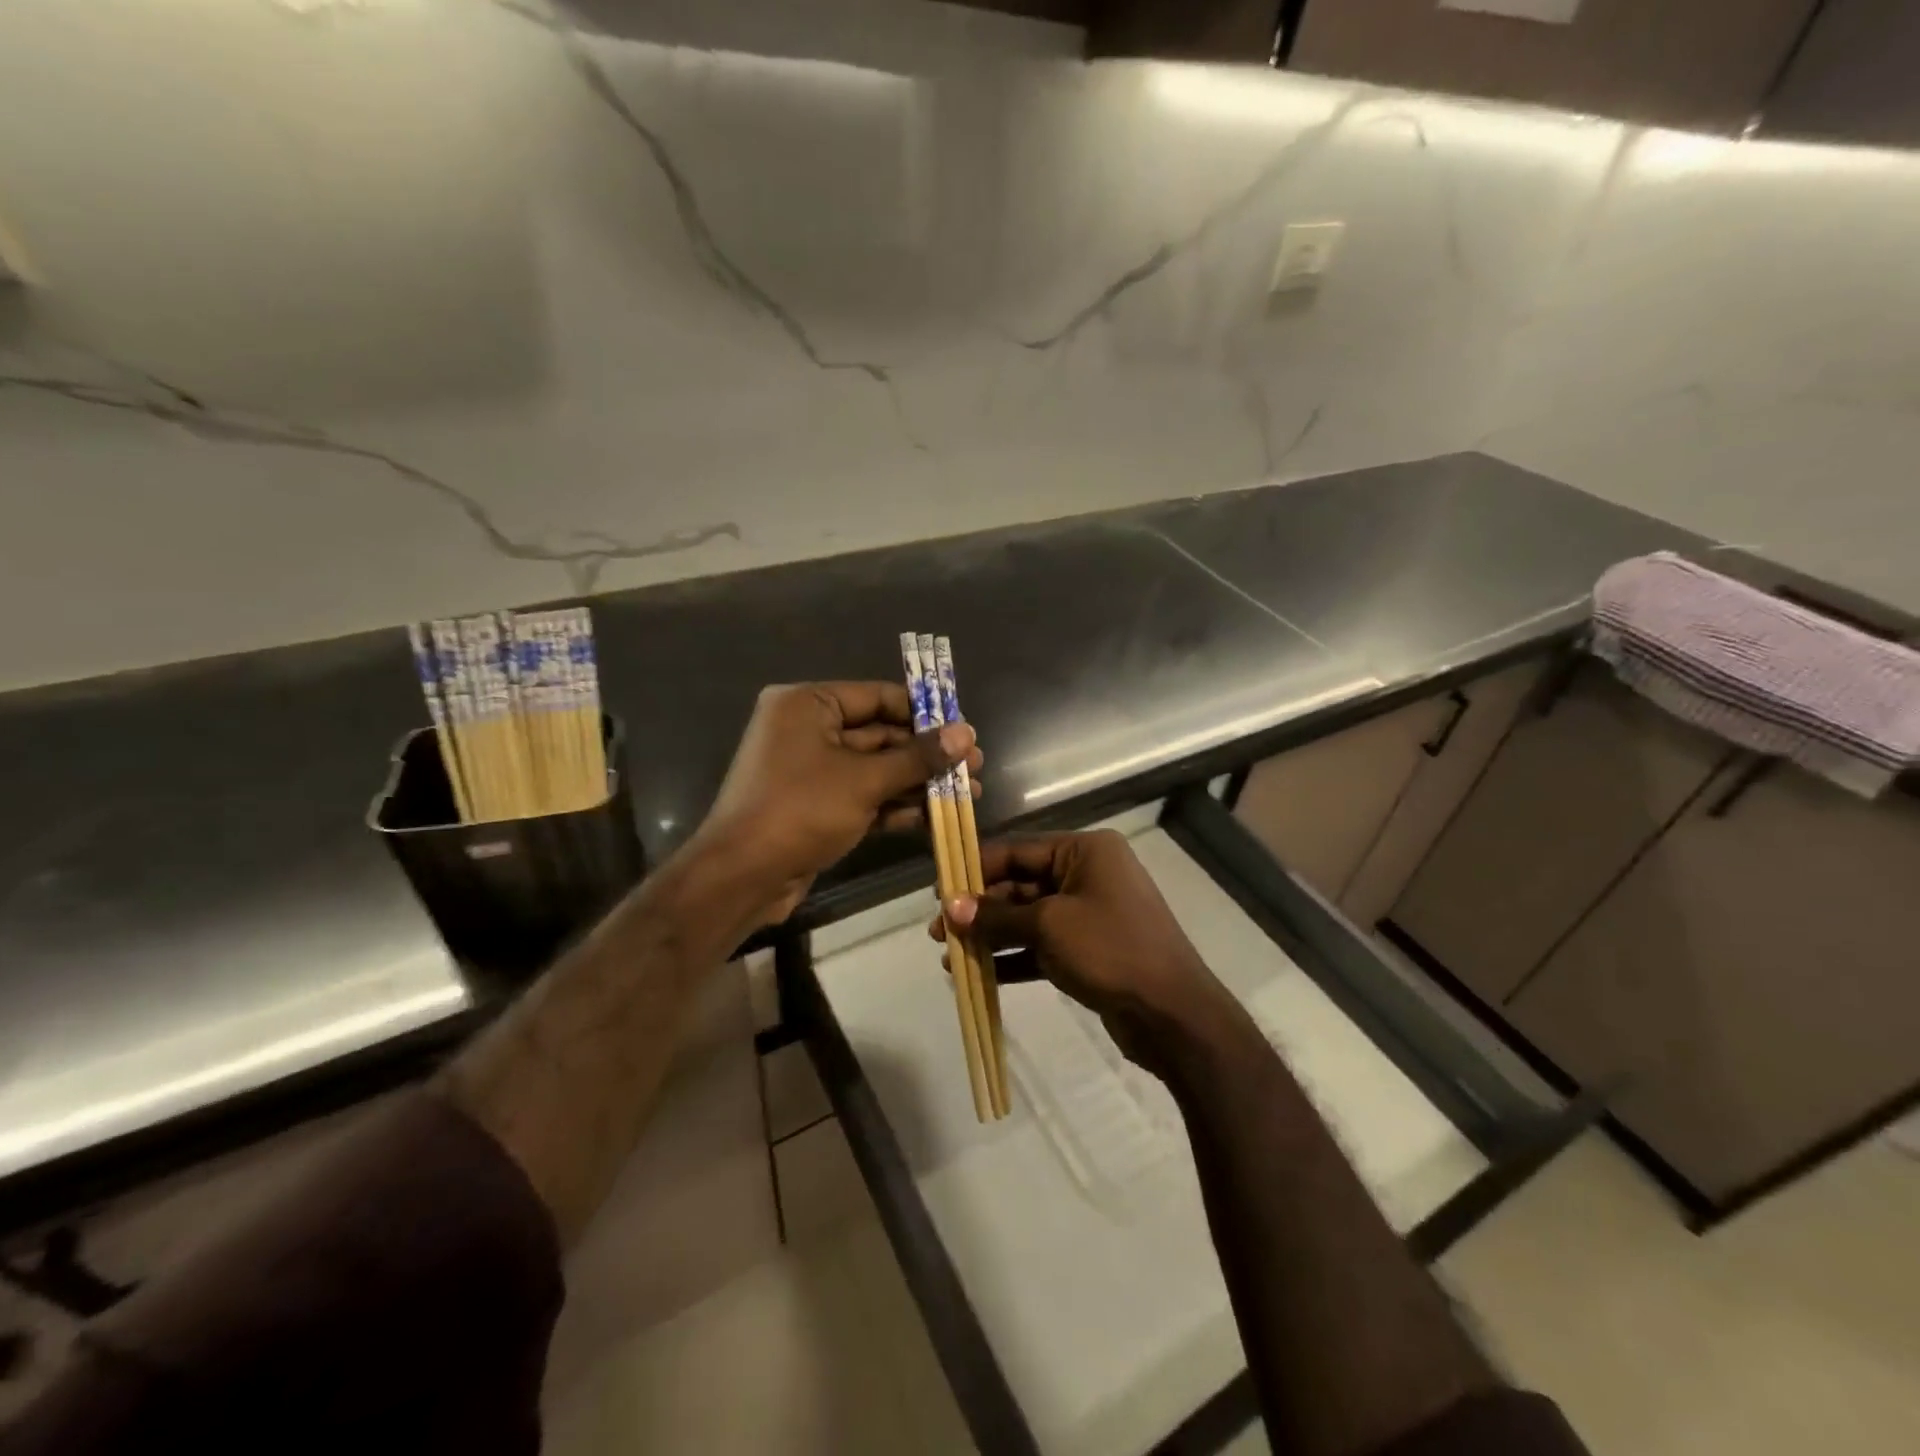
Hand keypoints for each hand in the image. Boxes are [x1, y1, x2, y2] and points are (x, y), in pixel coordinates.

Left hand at [691, 682, 981, 927]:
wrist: (741, 877)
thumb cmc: (800, 811)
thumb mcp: (864, 781)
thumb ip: (917, 757)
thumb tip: (967, 733)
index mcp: (808, 705)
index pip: (877, 697)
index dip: (924, 712)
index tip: (964, 729)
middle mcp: (808, 730)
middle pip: (881, 735)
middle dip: (928, 754)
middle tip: (975, 766)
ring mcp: (812, 770)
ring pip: (876, 769)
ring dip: (919, 782)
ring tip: (969, 793)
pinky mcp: (817, 805)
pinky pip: (864, 795)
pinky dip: (896, 804)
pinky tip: (936, 816)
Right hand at [930, 830, 1235, 1076]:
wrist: (1174, 1014)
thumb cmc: (1111, 950)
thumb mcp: (1049, 926)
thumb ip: (997, 915)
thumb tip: (950, 906)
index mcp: (1084, 851)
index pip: (1018, 850)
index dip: (976, 869)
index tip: (939, 891)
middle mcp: (1087, 874)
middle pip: (1021, 884)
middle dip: (980, 909)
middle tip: (939, 932)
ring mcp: (1090, 913)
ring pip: (1029, 917)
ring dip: (992, 935)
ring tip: (951, 956)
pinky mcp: (1090, 949)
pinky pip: (1043, 945)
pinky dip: (1014, 957)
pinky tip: (980, 974)